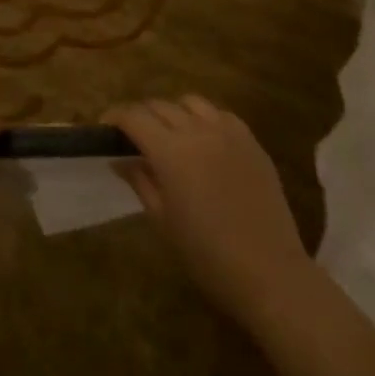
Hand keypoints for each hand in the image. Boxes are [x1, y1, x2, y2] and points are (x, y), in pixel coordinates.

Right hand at [104, 96, 309, 324]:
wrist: (269, 272)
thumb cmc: (206, 254)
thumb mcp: (162, 219)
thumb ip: (139, 180)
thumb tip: (119, 158)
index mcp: (170, 151)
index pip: (133, 117)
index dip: (114, 117)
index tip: (105, 129)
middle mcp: (197, 131)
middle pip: (159, 105)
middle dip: (141, 116)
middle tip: (134, 138)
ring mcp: (228, 132)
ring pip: (191, 102)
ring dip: (173, 113)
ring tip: (171, 135)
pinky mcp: (251, 141)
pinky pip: (221, 115)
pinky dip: (205, 120)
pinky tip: (205, 142)